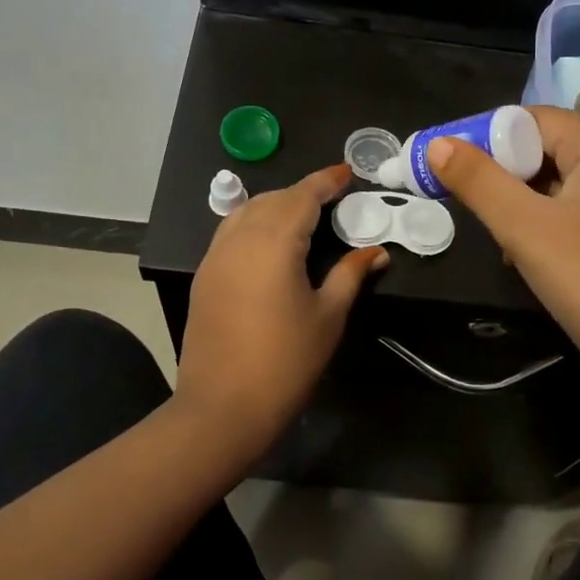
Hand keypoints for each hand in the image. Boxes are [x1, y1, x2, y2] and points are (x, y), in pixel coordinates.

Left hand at [177, 164, 388, 452]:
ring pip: (246, 212)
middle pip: (272, 199)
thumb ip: (350, 275)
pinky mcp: (203, 276)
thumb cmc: (286, 361)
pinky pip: (230, 232)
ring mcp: (215, 256)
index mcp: (274, 242)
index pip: (303, 196)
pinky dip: (253, 223)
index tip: (347, 173)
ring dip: (275, 205)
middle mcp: (240, 238)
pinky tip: (269, 242)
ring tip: (302, 216)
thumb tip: (376, 251)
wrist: (223, 406)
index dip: (326, 181)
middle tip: (332, 199)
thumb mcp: (328, 316)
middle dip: (302, 192)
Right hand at [425, 108, 579, 439]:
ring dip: (520, 201)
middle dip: (502, 171)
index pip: (535, 118)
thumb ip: (479, 182)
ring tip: (496, 232)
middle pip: (547, 148)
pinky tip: (525, 254)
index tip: (452, 163)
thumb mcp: (524, 228)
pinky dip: (543, 223)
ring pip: (557, 184)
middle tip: (468, 199)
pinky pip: (573, 212)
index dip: (488, 134)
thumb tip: (438, 144)